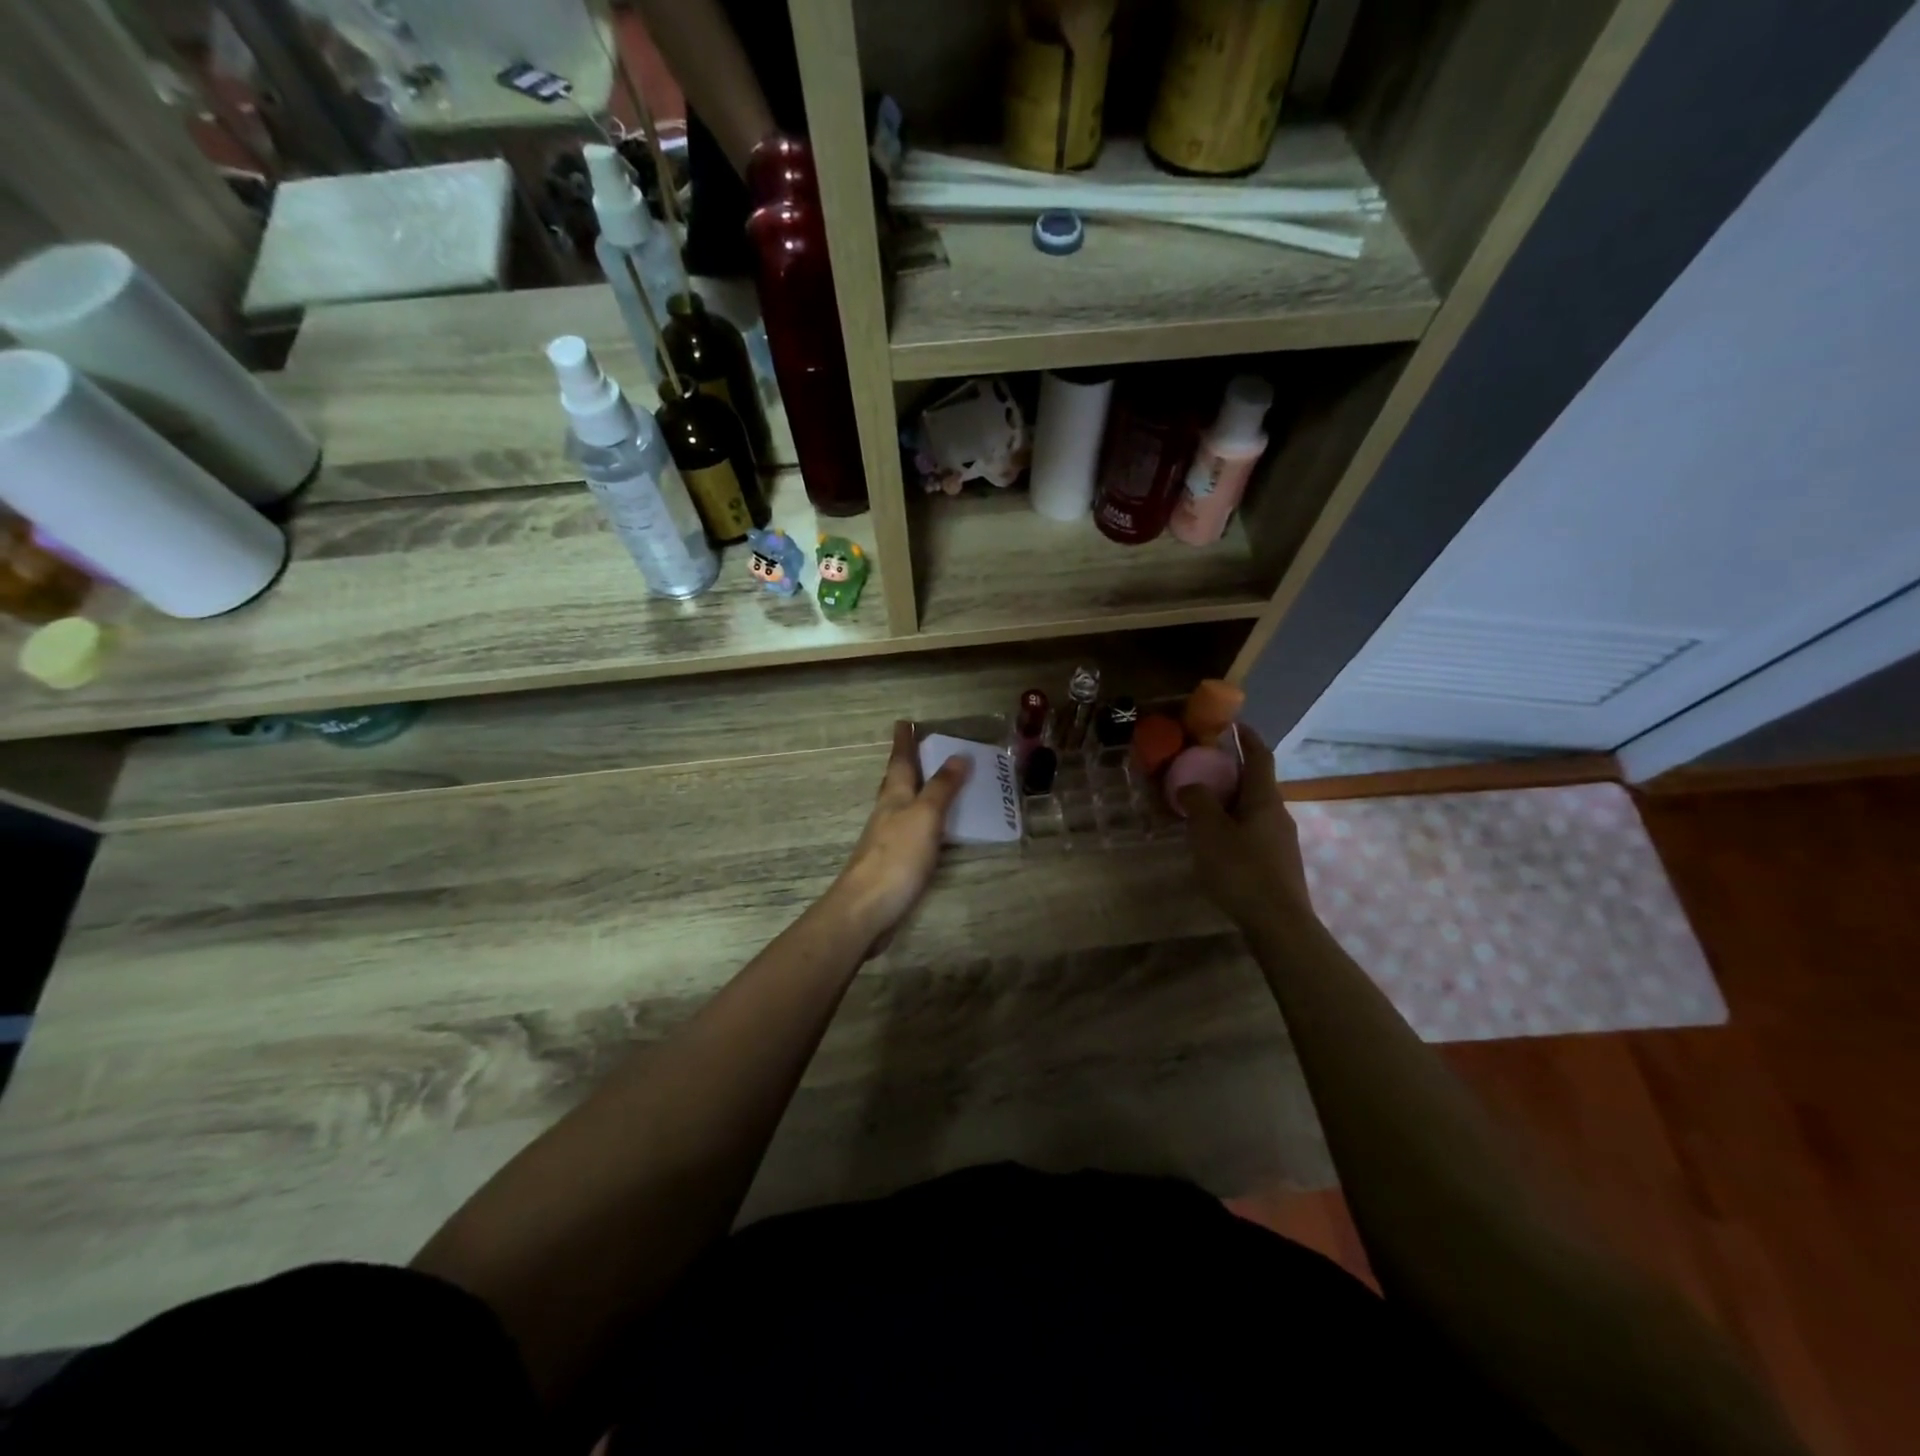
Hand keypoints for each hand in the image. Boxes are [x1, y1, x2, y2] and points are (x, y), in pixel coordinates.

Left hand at [830, 721, 970, 953]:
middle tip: (922, 748)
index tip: (904, 721)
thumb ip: (942, 787)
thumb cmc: (896, 857)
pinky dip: (923, 820)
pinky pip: (911, 829)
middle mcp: (888, 812)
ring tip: (935, 783)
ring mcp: (887, 838)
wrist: (867, 908)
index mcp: (894, 796)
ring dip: (916, 791)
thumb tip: (959, 755)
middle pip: (897, 781)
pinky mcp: (893, 862)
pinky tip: (933, 829)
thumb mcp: (925, 816)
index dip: (904, 741)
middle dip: (908, 763)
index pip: (900, 761)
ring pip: (902, 805)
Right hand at [1178, 725, 1314, 927]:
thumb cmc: (1241, 869)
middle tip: (1202, 769)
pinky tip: (1215, 843)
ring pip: (1252, 810)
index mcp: (1265, 799)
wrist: (1278, 923)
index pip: (1260, 757)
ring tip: (1202, 807)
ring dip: (1230, 802)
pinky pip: (1252, 832)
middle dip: (1231, 773)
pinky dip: (1233, 826)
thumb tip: (1191, 786)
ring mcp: (1281, 841)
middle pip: (1256, 784)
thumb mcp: (1209, 830)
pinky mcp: (1277, 864)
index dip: (1247, 737)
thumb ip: (1197, 801)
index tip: (1232, 724)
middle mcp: (1278, 814)